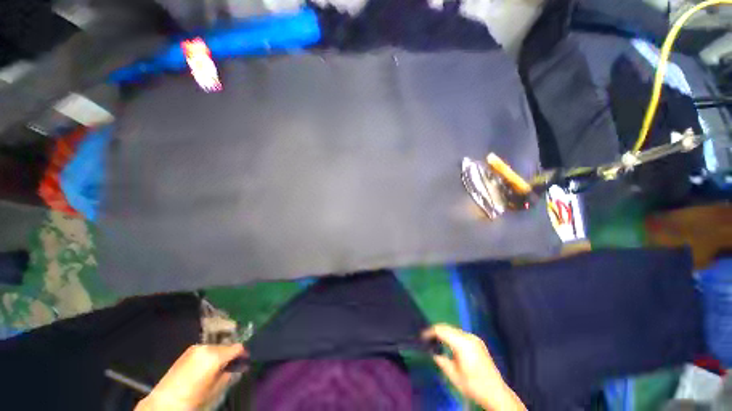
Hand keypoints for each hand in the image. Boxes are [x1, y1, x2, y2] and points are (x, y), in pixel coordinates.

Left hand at [135, 344, 246, 410]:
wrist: (165, 403)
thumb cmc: (194, 398)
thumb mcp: (216, 390)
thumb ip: (229, 376)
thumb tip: (238, 368)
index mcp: (215, 355)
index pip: (237, 347)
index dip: (243, 353)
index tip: (245, 360)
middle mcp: (206, 347)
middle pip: (225, 346)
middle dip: (229, 355)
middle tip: (231, 367)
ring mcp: (194, 348)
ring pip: (214, 348)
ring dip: (219, 355)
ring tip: (217, 369)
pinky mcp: (186, 353)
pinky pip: (204, 351)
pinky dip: (208, 356)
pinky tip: (205, 368)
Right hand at [424, 324, 524, 410]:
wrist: (496, 393)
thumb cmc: (473, 386)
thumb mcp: (454, 375)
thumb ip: (441, 361)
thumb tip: (432, 352)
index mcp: (462, 344)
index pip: (442, 330)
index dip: (430, 332)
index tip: (422, 337)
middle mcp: (469, 337)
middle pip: (448, 327)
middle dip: (436, 331)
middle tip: (427, 338)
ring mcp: (475, 338)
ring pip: (454, 329)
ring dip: (444, 333)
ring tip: (436, 341)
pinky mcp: (478, 342)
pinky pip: (461, 334)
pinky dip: (452, 336)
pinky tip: (449, 344)